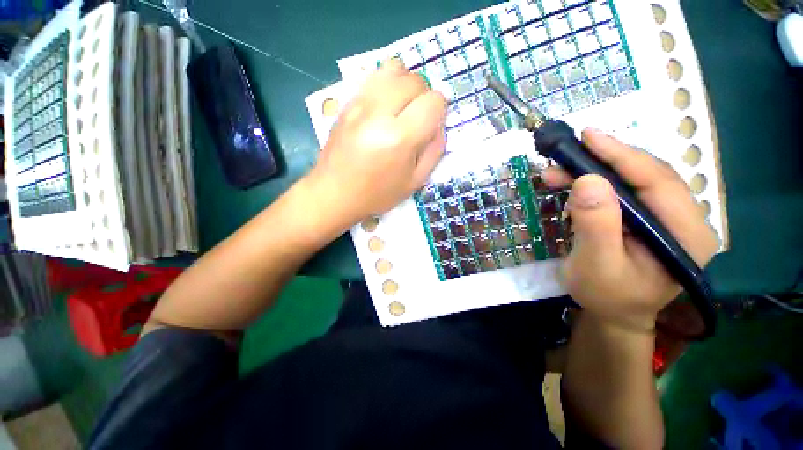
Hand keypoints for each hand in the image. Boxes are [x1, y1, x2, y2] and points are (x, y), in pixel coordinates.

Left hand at [307, 59, 447, 227]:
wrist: (334, 193)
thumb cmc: (377, 194)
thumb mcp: (415, 181)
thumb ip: (434, 150)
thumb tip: (438, 124)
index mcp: (399, 138)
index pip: (433, 101)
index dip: (439, 111)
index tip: (431, 126)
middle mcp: (379, 113)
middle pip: (415, 80)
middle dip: (424, 96)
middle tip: (417, 120)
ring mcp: (359, 103)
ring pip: (395, 68)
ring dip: (406, 85)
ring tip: (401, 109)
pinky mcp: (347, 102)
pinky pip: (374, 77)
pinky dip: (387, 86)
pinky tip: (383, 108)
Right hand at [543, 129, 718, 331]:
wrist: (613, 312)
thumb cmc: (606, 295)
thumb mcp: (595, 265)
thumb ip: (595, 226)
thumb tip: (587, 181)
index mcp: (686, 235)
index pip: (658, 182)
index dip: (622, 155)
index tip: (588, 136)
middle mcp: (685, 220)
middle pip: (646, 176)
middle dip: (602, 162)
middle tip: (564, 155)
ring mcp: (668, 217)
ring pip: (632, 180)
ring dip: (593, 172)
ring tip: (558, 173)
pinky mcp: (650, 218)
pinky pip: (623, 191)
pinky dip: (595, 184)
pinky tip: (573, 185)